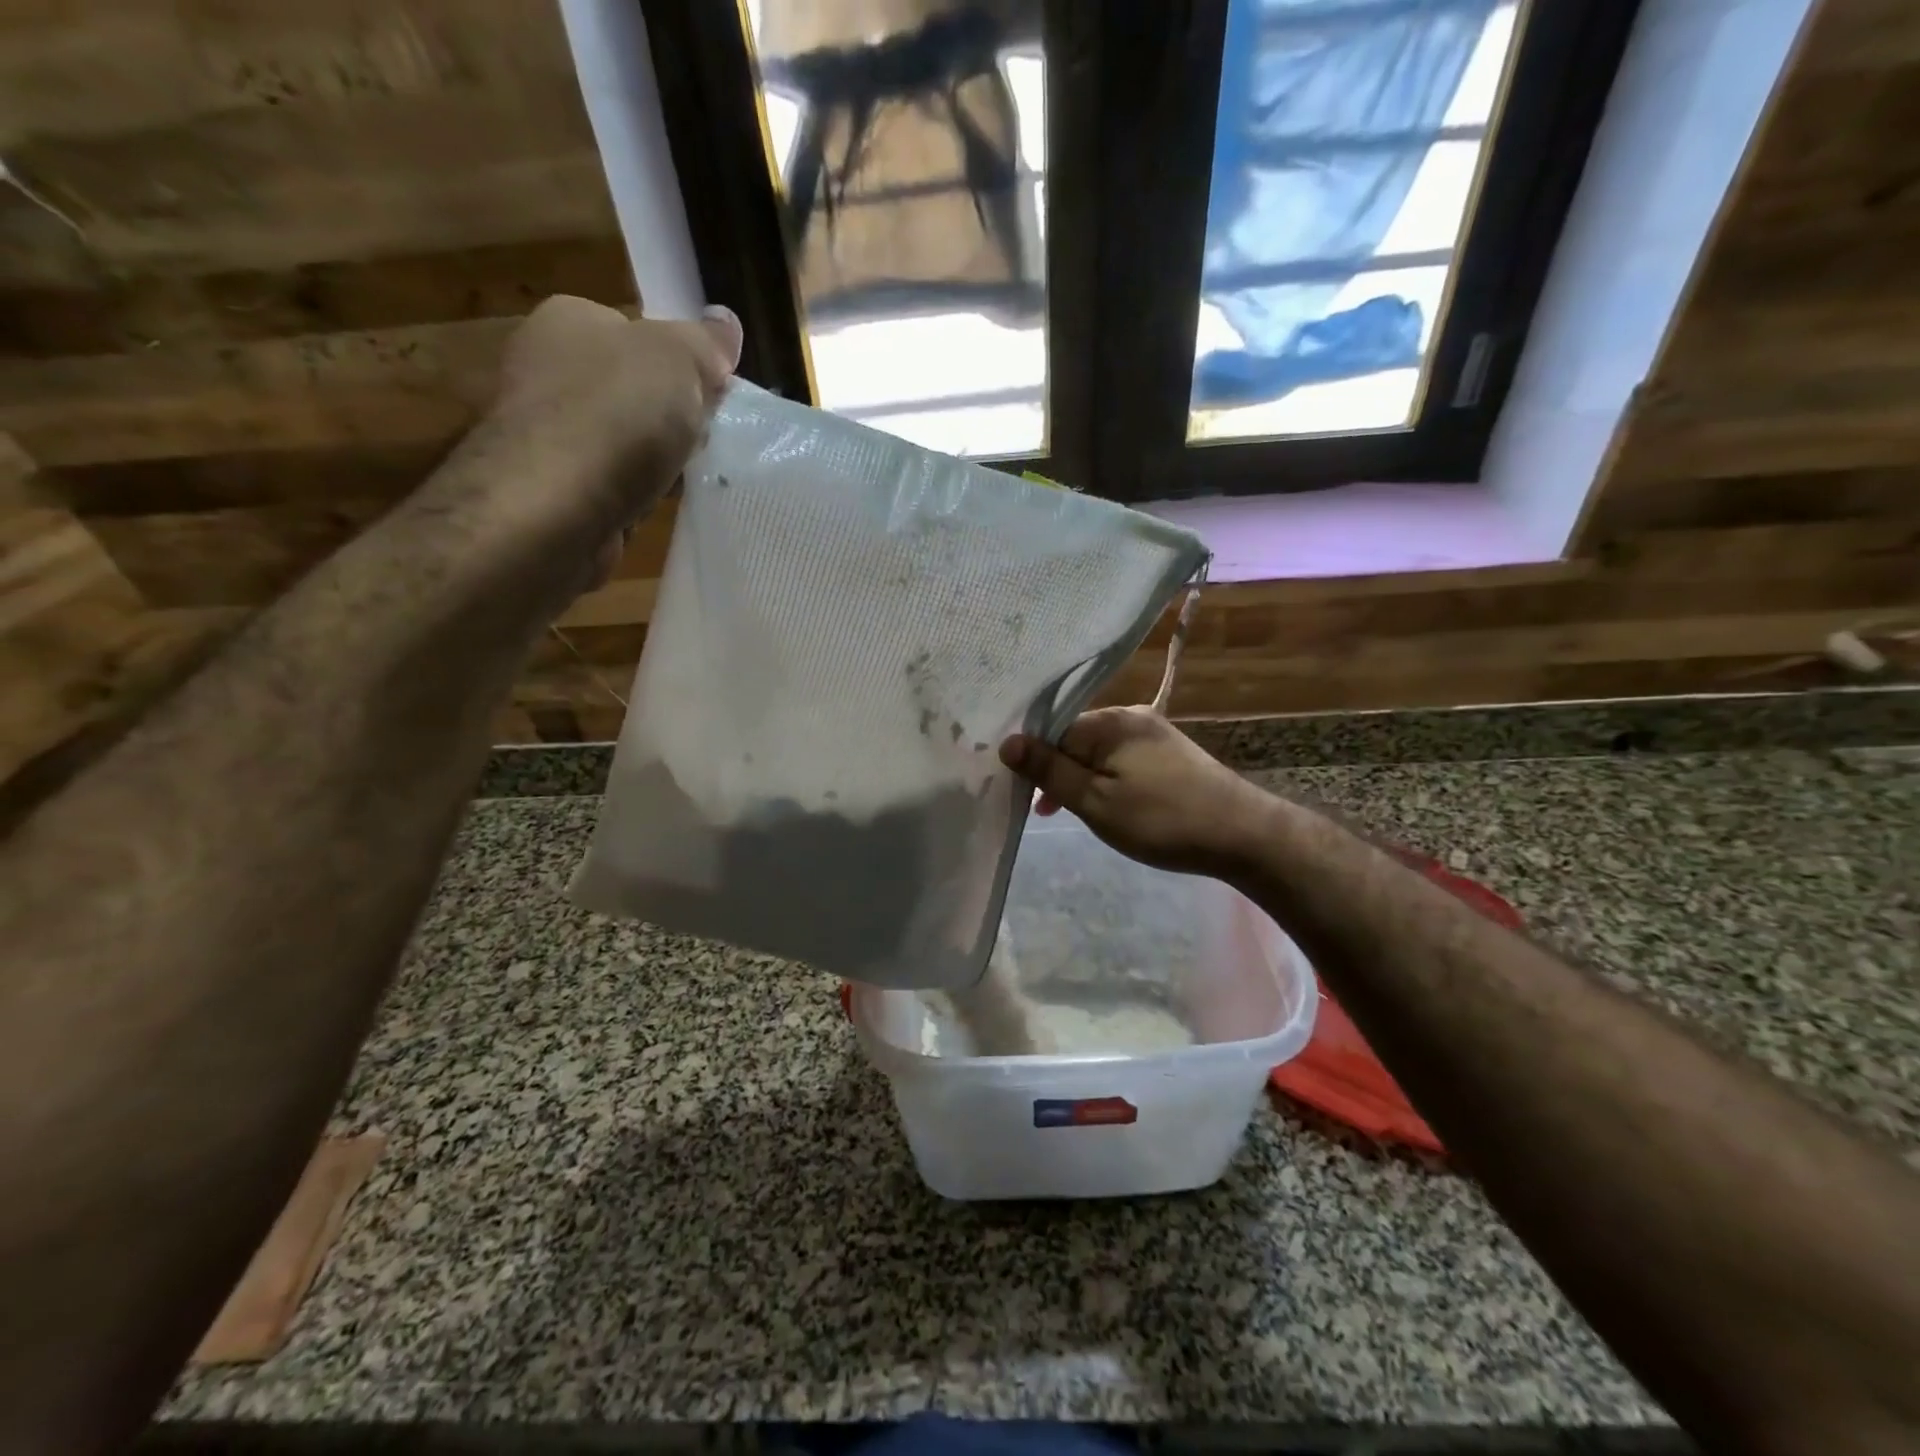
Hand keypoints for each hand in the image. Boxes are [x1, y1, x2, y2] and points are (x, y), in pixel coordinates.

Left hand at [434, 295, 742, 589]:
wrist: (554, 506)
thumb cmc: (616, 415)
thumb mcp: (678, 359)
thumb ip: (705, 342)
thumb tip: (726, 323)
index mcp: (569, 320)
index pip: (638, 332)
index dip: (683, 365)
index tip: (714, 398)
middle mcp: (547, 368)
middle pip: (633, 389)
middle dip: (672, 417)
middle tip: (705, 440)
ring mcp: (545, 431)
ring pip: (624, 441)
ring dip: (656, 461)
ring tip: (687, 480)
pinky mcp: (550, 488)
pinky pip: (611, 484)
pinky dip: (635, 495)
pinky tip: (654, 506)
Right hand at [999, 707, 1276, 878]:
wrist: (1242, 835)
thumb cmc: (1161, 820)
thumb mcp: (1095, 801)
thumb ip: (1049, 771)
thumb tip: (1008, 741)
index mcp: (1109, 722)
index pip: (1051, 732)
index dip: (1034, 764)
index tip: (1027, 798)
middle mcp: (1131, 715)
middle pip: (1074, 739)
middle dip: (1058, 773)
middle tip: (1048, 814)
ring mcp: (1154, 732)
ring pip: (1098, 751)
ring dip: (1082, 779)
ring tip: (1078, 814)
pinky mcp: (1170, 752)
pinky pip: (1121, 758)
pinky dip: (1107, 779)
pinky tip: (1113, 805)